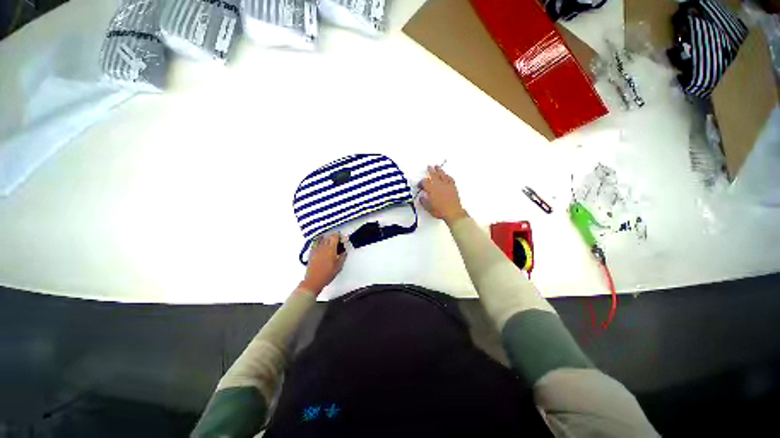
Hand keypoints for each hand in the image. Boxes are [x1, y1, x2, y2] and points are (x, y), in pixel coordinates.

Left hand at [299, 233, 346, 293]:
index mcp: (331, 249)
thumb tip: (344, 251)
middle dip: (333, 237)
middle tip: (337, 242)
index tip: (341, 239)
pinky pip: (315, 242)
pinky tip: (321, 245)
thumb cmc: (328, 273)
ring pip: (321, 238)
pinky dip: (319, 241)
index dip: (339, 235)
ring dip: (326, 238)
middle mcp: (323, 246)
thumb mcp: (339, 266)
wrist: (314, 280)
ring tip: (329, 243)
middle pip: (328, 236)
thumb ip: (343, 257)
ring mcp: (316, 249)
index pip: (334, 236)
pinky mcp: (311, 252)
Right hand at [419, 166, 466, 224]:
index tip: (420, 185)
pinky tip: (447, 175)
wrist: (453, 212)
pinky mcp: (453, 187)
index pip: (424, 182)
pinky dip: (447, 176)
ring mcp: (446, 185)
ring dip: (439, 170)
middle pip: (434, 175)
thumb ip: (423, 201)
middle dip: (431, 170)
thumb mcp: (428, 207)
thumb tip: (422, 196)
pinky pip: (450, 179)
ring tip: (437, 166)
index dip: (421, 182)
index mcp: (431, 189)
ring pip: (442, 174)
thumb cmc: (439, 210)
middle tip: (429, 166)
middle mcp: (438, 185)